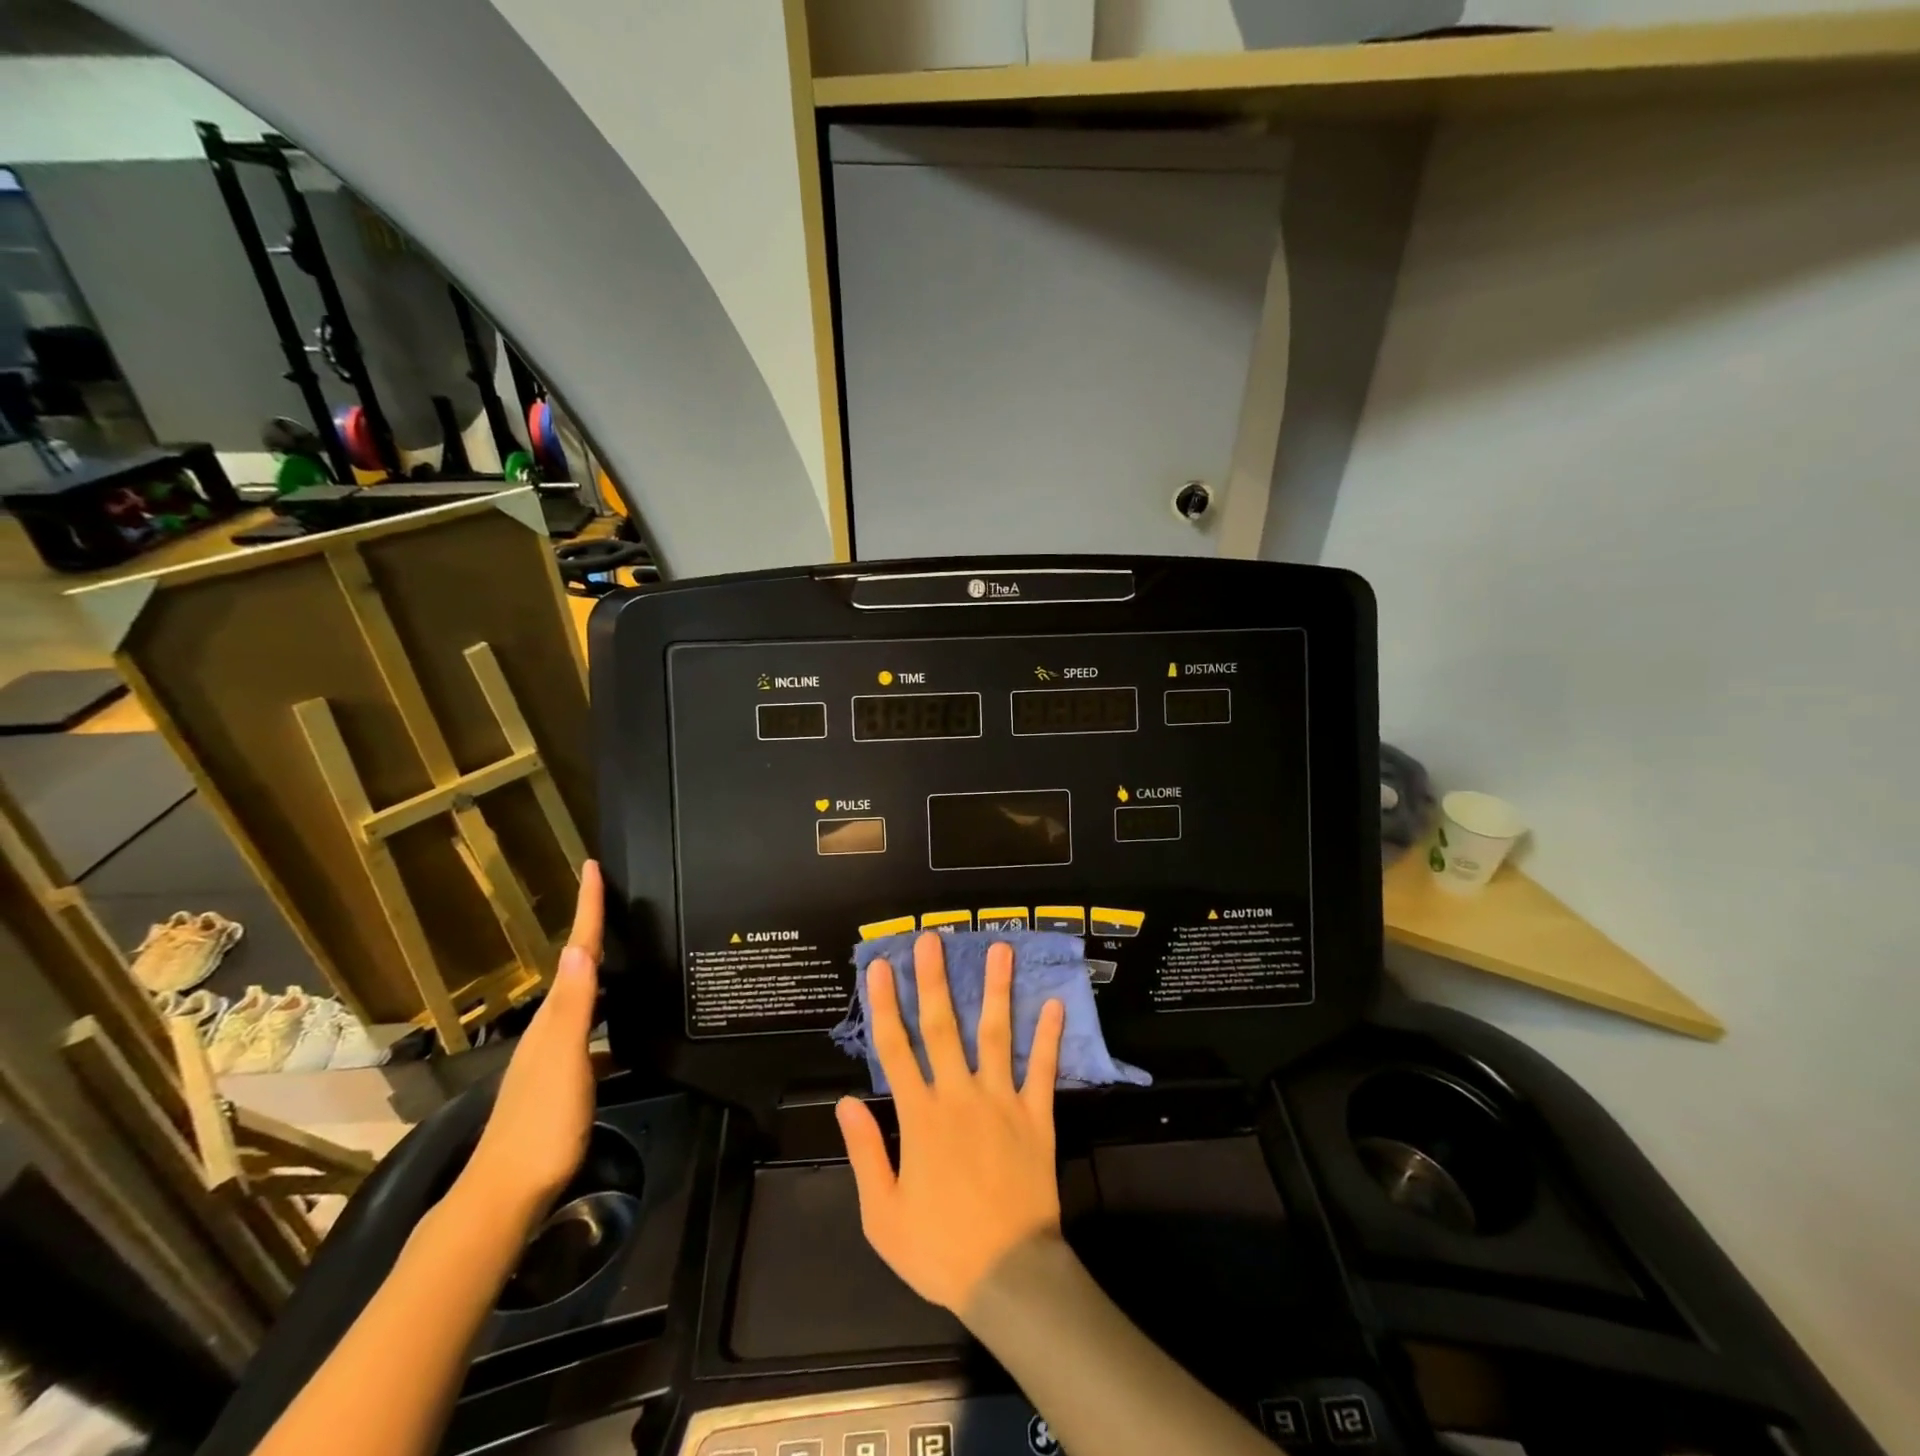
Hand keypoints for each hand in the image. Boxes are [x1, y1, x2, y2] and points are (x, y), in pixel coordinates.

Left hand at [459, 860, 603, 1223]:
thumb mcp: (563, 1059)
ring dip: (603, 972)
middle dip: (595, 930)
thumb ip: (574, 1006)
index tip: (593, 867)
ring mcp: (554, 1057)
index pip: (576, 951)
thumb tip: (579, 947)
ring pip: (585, 999)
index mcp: (554, 1018)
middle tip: (618, 899)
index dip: (586, 909)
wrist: (506, 1195)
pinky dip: (610, 1016)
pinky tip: (628, 1031)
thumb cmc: (541, 1122)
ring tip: (629, 953)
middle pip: (578, 969)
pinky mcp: (564, 1082)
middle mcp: (550, 1029)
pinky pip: (593, 1031)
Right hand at [836, 932, 1066, 1314]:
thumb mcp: (883, 1214)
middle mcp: (959, 1095)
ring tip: (1001, 950)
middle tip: (933, 938)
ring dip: (997, 990)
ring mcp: (1002, 1101)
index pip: (895, 1048)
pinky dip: (1049, 1038)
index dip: (886, 1004)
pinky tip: (1055, 1005)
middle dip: (935, 980)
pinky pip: (1043, 1070)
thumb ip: (865, 1152)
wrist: (1007, 1276)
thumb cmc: (939, 1248)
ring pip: (996, 1035)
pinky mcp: (1036, 1117)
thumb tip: (846, 1101)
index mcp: (920, 1117)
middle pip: (943, 1027)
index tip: (881, 967)